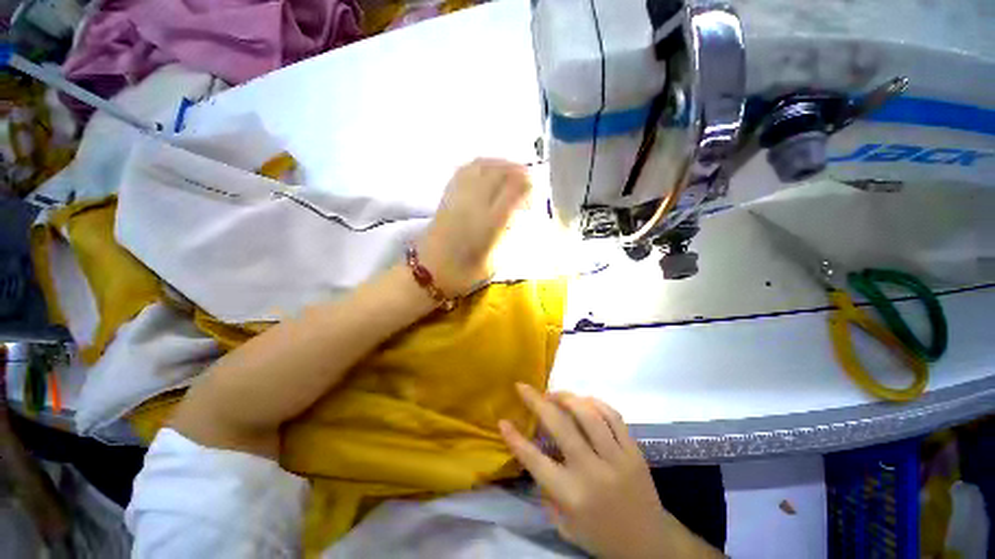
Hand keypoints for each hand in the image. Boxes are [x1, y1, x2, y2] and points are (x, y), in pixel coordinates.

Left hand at [418, 158, 529, 295]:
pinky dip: (481, 164)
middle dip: (518, 170)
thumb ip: (508, 235)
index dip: (529, 185)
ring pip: (482, 166)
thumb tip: (517, 215)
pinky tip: (487, 170)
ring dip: (500, 164)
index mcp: (490, 223)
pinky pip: (465, 170)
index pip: (514, 192)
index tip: (537, 189)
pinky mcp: (447, 196)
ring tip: (511, 170)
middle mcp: (475, 203)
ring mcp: (459, 197)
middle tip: (528, 177)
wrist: (429, 272)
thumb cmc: (465, 273)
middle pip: (499, 173)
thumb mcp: (495, 261)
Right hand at [499, 385, 722, 558]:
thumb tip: (535, 453)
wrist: (649, 544)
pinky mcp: (634, 450)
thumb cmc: (600, 536)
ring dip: (566, 397)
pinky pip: (612, 415)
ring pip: (588, 414)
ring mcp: (617, 458)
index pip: (536, 461)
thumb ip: (547, 491)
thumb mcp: (565, 526)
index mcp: (572, 496)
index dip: (515, 439)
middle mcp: (593, 472)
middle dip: (537, 402)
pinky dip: (594, 402)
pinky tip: (583, 401)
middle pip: (561, 426)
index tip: (502, 421)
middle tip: (524, 387)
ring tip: (553, 394)